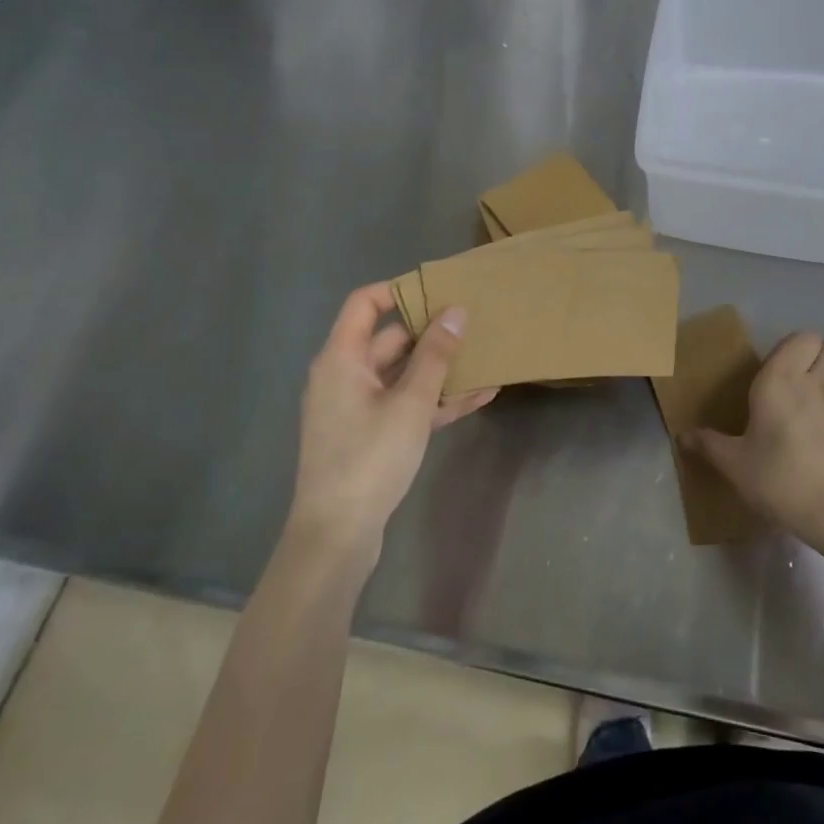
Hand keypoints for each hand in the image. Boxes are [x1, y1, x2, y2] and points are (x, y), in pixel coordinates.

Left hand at [288, 283, 496, 562]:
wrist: (337, 535)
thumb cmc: (369, 458)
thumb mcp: (410, 403)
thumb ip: (435, 356)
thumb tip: (456, 311)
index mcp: (341, 359)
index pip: (364, 304)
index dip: (399, 290)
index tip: (440, 288)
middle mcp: (346, 376)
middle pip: (390, 340)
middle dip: (433, 332)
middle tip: (475, 322)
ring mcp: (359, 408)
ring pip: (404, 375)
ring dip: (441, 369)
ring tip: (486, 356)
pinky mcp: (372, 435)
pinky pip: (407, 405)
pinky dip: (437, 399)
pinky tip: (480, 395)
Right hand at [687, 331, 823, 548]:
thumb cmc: (777, 479)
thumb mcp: (733, 464)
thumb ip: (708, 444)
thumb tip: (682, 435)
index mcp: (781, 381)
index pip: (801, 338)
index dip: (795, 346)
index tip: (780, 366)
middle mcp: (817, 385)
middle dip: (821, 356)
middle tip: (804, 379)